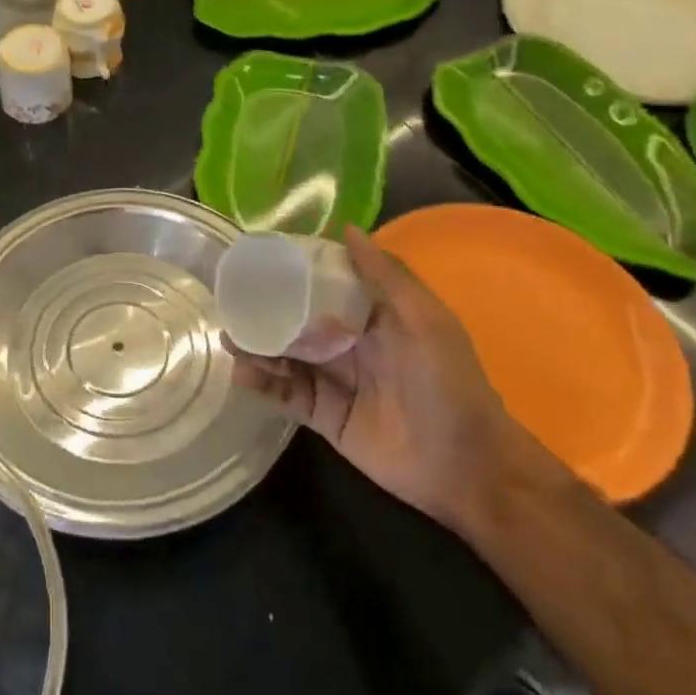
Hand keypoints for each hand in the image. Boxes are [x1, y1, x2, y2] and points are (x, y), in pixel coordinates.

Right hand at [228, 225, 545, 529]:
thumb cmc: (447, 383)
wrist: (465, 466)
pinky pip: (287, 395)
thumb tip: (347, 228)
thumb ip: (387, 275)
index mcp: (373, 318)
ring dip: (258, 347)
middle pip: (297, 322)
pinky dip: (263, 385)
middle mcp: (349, 345)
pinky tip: (242, 375)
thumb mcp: (425, 320)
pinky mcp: (324, 416)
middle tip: (230, 303)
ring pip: (286, 357)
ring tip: (230, 339)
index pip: (326, 287)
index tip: (259, 259)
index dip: (294, 273)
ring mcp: (334, 382)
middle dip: (265, 313)